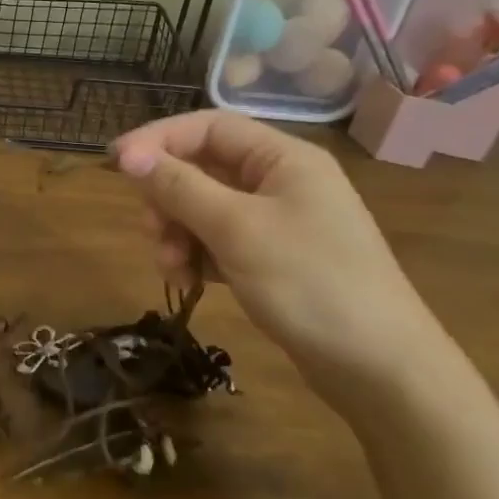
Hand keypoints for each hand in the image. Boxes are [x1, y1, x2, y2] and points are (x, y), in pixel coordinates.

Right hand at [110, 111, 457, 412]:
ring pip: (207, 208)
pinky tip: (191, 282)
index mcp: (283, 158)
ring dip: (179, 232)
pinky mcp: (275, 259)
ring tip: (172, 269)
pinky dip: (199, 255)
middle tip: (150, 231)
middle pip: (204, 168)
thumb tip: (128, 154)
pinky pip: (221, 241)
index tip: (116, 164)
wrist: (382, 371)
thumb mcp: (236, 230)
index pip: (208, 127)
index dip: (159, 140)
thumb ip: (179, 187)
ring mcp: (280, 222)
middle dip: (169, 198)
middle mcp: (281, 181)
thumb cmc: (310, 284)